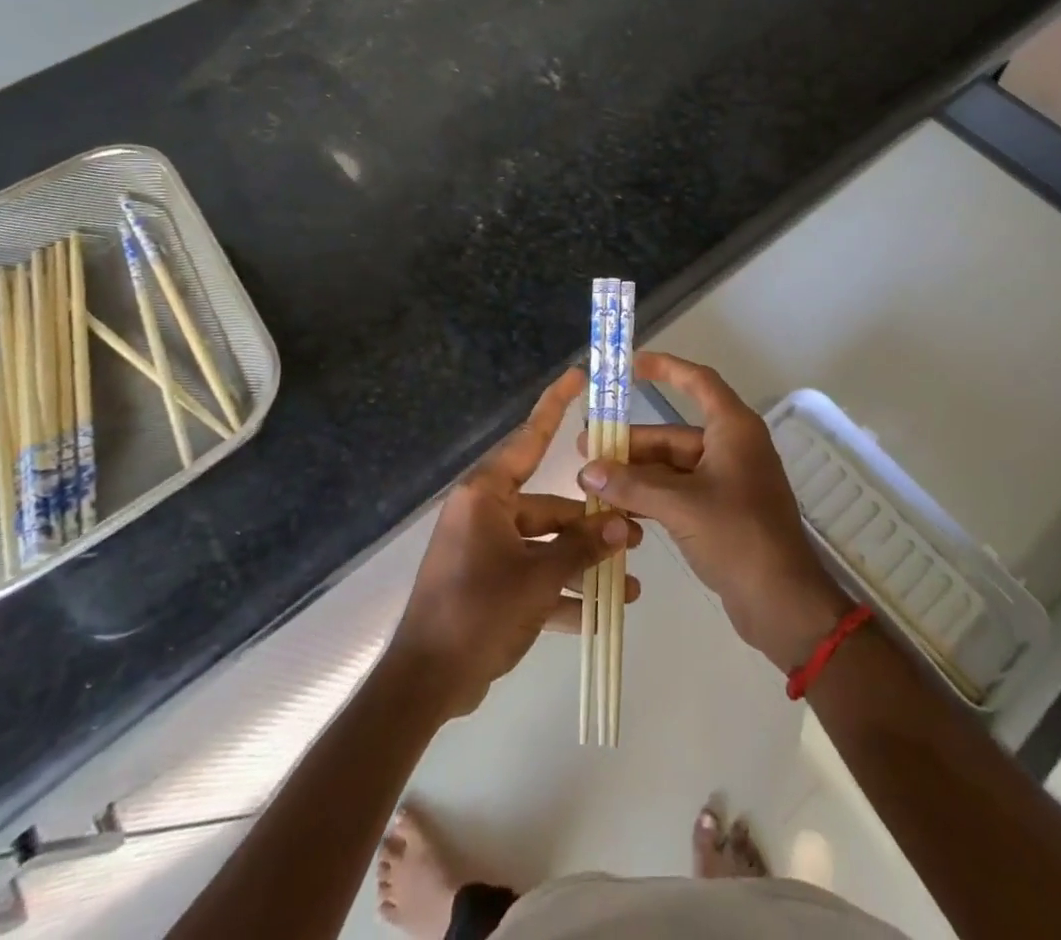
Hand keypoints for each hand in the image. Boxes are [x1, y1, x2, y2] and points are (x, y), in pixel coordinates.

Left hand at [390, 366, 640, 718]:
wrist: (424, 685)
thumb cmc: (477, 611)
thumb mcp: (538, 577)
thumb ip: (583, 548)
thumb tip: (624, 524)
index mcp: (487, 495)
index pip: (529, 439)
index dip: (555, 405)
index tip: (577, 375)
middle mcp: (486, 514)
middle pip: (550, 506)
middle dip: (592, 524)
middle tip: (636, 534)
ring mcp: (486, 551)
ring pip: (546, 546)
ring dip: (584, 564)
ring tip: (631, 583)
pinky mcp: (488, 586)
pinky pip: (533, 578)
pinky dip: (562, 594)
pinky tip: (601, 615)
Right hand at [579, 351, 848, 670]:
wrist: (782, 601)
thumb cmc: (738, 536)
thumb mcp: (681, 505)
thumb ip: (632, 485)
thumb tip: (587, 470)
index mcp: (734, 429)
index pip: (698, 382)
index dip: (667, 368)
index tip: (632, 364)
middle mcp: (732, 448)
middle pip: (674, 433)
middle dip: (632, 442)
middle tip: (586, 448)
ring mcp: (727, 481)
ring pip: (673, 466)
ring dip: (636, 473)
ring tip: (592, 481)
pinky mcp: (721, 512)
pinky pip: (679, 493)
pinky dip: (651, 497)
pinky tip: (617, 507)